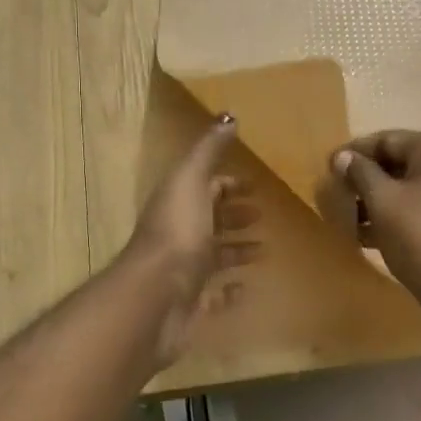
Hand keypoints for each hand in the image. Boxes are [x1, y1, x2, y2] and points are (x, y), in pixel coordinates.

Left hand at [120, 116, 258, 366]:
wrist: (156, 295)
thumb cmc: (178, 233)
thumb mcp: (191, 181)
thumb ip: (208, 151)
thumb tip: (228, 117)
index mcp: (179, 204)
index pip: (205, 188)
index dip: (228, 185)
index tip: (255, 186)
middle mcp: (179, 235)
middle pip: (210, 221)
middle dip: (234, 216)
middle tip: (263, 216)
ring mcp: (184, 271)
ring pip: (213, 257)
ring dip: (237, 251)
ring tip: (265, 250)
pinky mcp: (191, 304)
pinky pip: (213, 295)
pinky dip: (229, 291)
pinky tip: (248, 288)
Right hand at [327, 131, 420, 329]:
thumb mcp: (382, 201)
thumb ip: (360, 173)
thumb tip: (343, 156)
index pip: (387, 139)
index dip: (354, 153)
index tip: (327, 170)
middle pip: (400, 163)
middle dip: (365, 180)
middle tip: (336, 197)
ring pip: (410, 189)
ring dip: (377, 202)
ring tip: (348, 221)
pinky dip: (396, 218)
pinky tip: (370, 238)